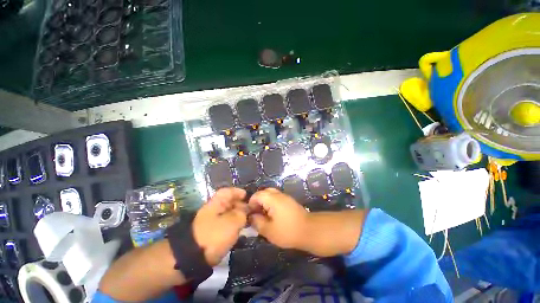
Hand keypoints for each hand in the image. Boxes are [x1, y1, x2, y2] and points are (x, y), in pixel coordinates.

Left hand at [193, 187, 247, 265]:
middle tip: (250, 210)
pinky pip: (224, 223)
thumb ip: (242, 213)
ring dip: (236, 215)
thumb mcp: (233, 221)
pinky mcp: (210, 233)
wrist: (193, 257)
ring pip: (226, 213)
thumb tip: (245, 209)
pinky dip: (232, 224)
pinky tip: (238, 230)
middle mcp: (212, 209)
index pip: (227, 191)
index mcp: (216, 203)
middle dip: (239, 204)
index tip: (246, 195)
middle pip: (227, 202)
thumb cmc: (215, 234)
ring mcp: (210, 222)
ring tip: (246, 220)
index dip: (237, 192)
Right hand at [248, 188, 309, 249]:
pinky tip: (273, 215)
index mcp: (272, 199)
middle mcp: (278, 194)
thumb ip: (257, 222)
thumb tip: (251, 216)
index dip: (251, 203)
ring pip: (271, 194)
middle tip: (256, 213)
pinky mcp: (289, 201)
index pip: (257, 195)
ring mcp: (285, 197)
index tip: (250, 214)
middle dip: (258, 202)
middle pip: (264, 192)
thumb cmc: (287, 231)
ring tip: (264, 215)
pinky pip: (277, 198)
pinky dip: (271, 204)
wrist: (309, 230)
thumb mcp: (268, 230)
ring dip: (265, 202)